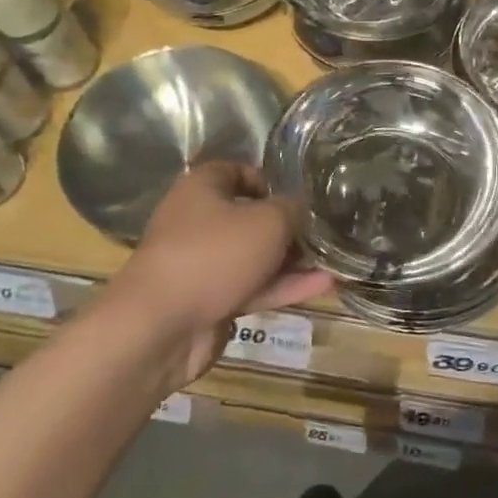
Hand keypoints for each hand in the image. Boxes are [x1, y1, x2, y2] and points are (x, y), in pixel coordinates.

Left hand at [104, 162, 333, 393]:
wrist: (161, 327)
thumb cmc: (214, 254)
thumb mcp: (267, 221)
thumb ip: (294, 209)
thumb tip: (306, 206)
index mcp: (202, 188)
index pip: (238, 171)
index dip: (271, 180)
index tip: (302, 194)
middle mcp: (199, 221)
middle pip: (250, 216)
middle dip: (289, 225)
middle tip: (327, 230)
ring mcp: (204, 264)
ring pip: (255, 256)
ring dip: (293, 259)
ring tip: (336, 259)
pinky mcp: (211, 300)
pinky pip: (253, 286)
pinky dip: (284, 286)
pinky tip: (324, 286)